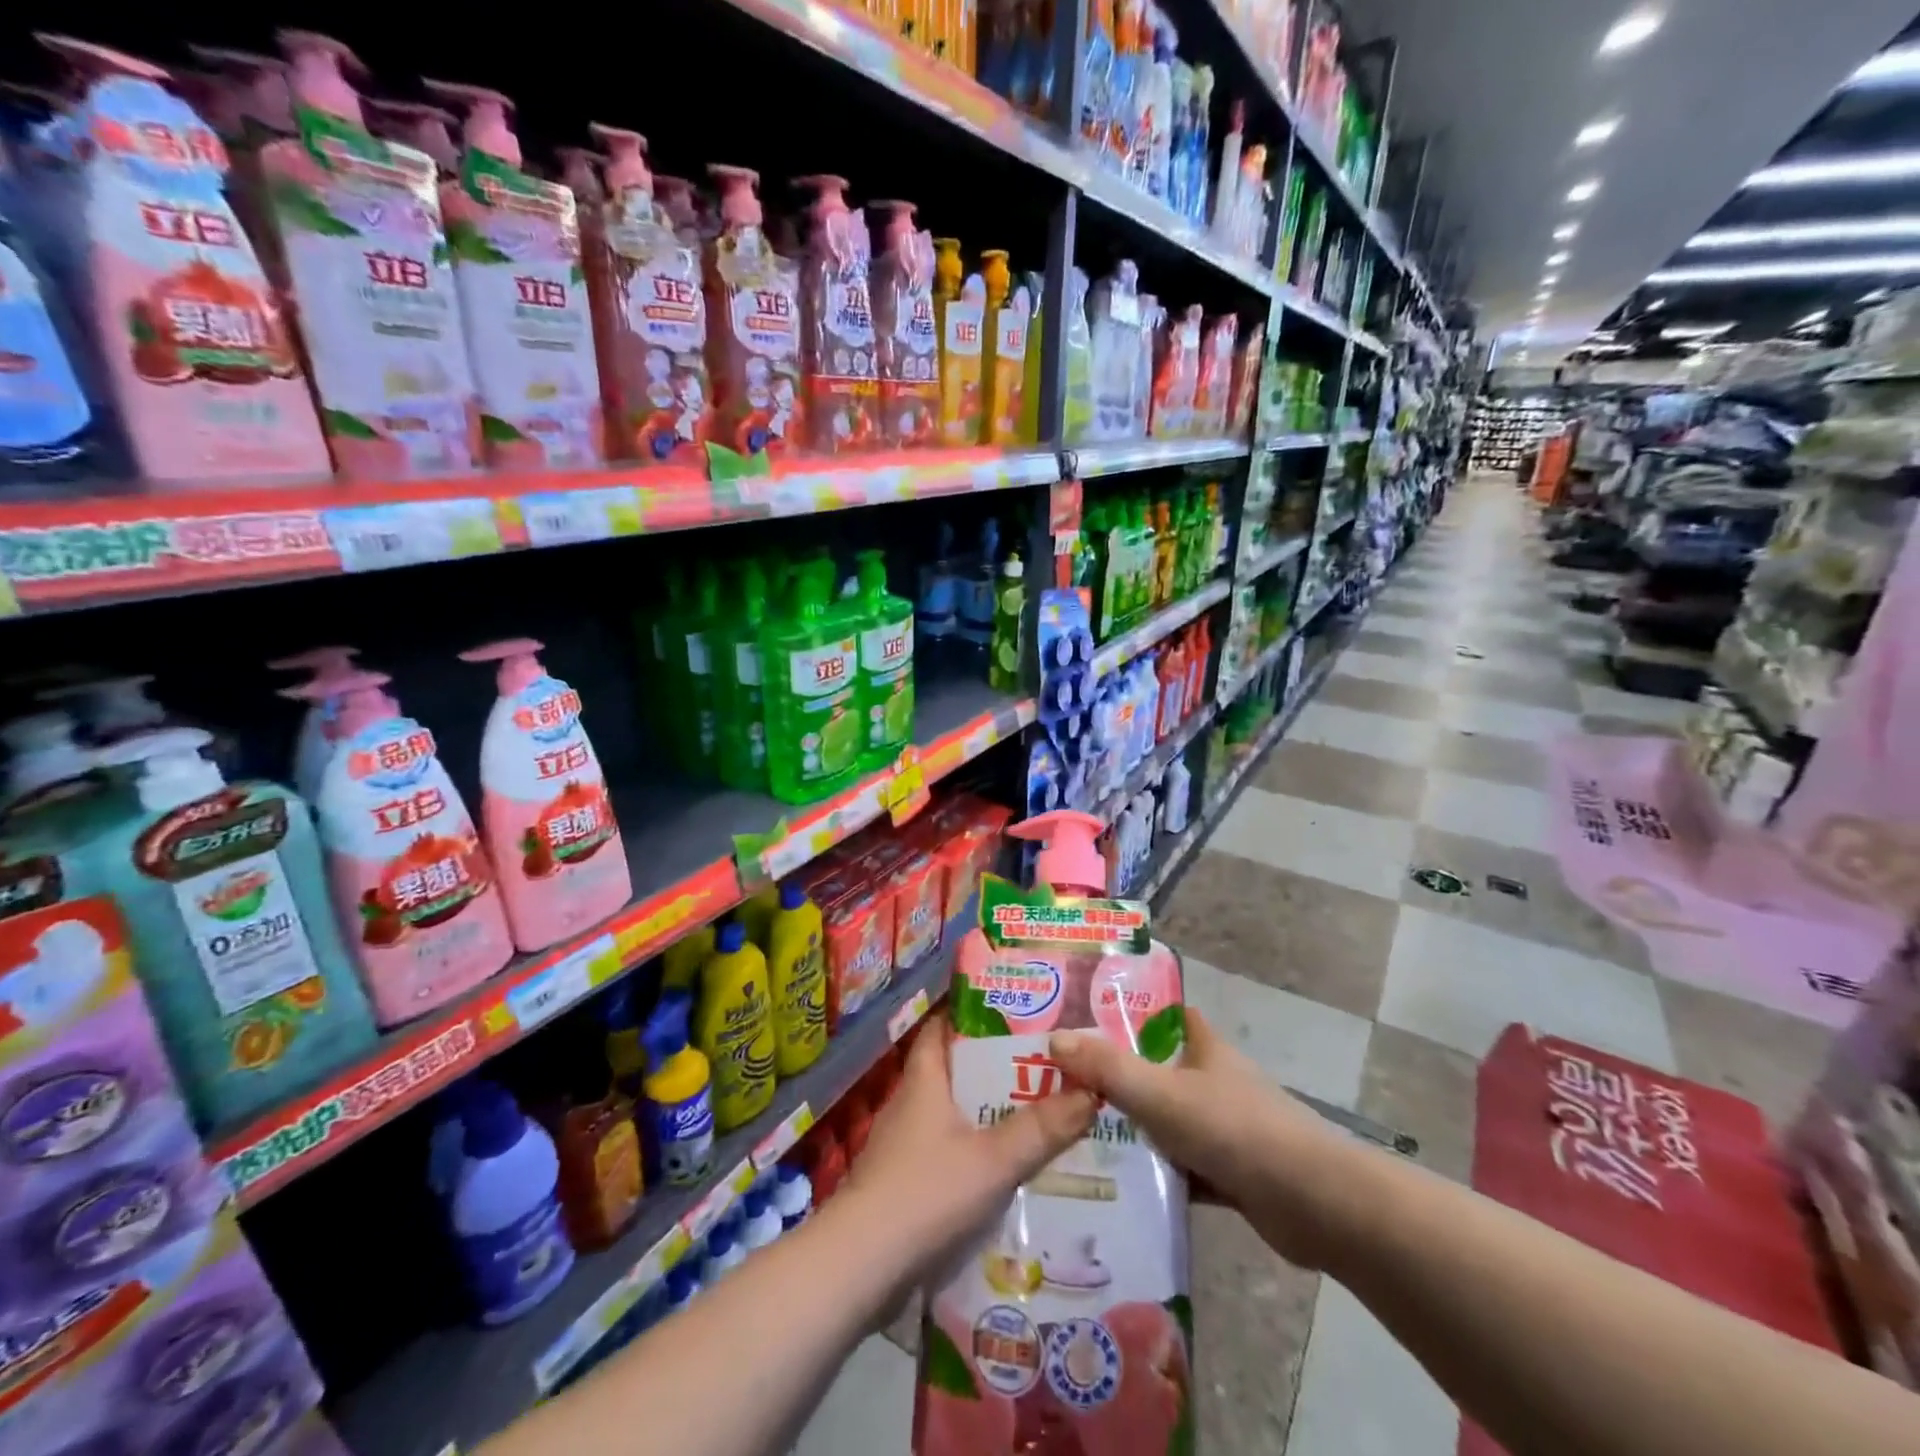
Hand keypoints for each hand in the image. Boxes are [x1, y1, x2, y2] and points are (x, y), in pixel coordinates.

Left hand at [841, 1020, 1096, 1288]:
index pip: (942, 1027)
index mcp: (924, 1079)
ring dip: (985, 1112)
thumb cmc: (926, 1192)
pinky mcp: (903, 1181)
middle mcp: (910, 1102)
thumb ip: (1041, 1129)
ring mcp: (903, 1143)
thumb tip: (1090, 1091)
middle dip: (992, 1067)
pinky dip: (973, 1150)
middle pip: (952, 1070)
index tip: (1011, 1012)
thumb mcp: (993, 1159)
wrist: (862, 1264)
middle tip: (1041, 1066)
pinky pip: (946, 1151)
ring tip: (1034, 1114)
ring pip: (951, 1113)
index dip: (971, 1014)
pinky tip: (1004, 1168)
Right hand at [1048, 1008, 1357, 1269]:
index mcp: (1206, 1049)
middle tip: (1071, 1085)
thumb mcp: (1161, 1094)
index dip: (1136, 1014)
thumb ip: (1108, 1069)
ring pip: (1172, 1122)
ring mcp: (1228, 1129)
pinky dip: (1159, 1175)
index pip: (1170, 1017)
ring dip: (1138, 1130)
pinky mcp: (1234, 1175)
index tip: (1092, 1021)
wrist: (1314, 1204)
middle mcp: (1217, 1082)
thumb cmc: (1234, 1129)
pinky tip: (1121, 1187)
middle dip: (1123, 1077)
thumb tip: (1054, 1040)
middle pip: (1163, 1070)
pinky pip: (1184, 1169)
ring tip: (1081, 1134)